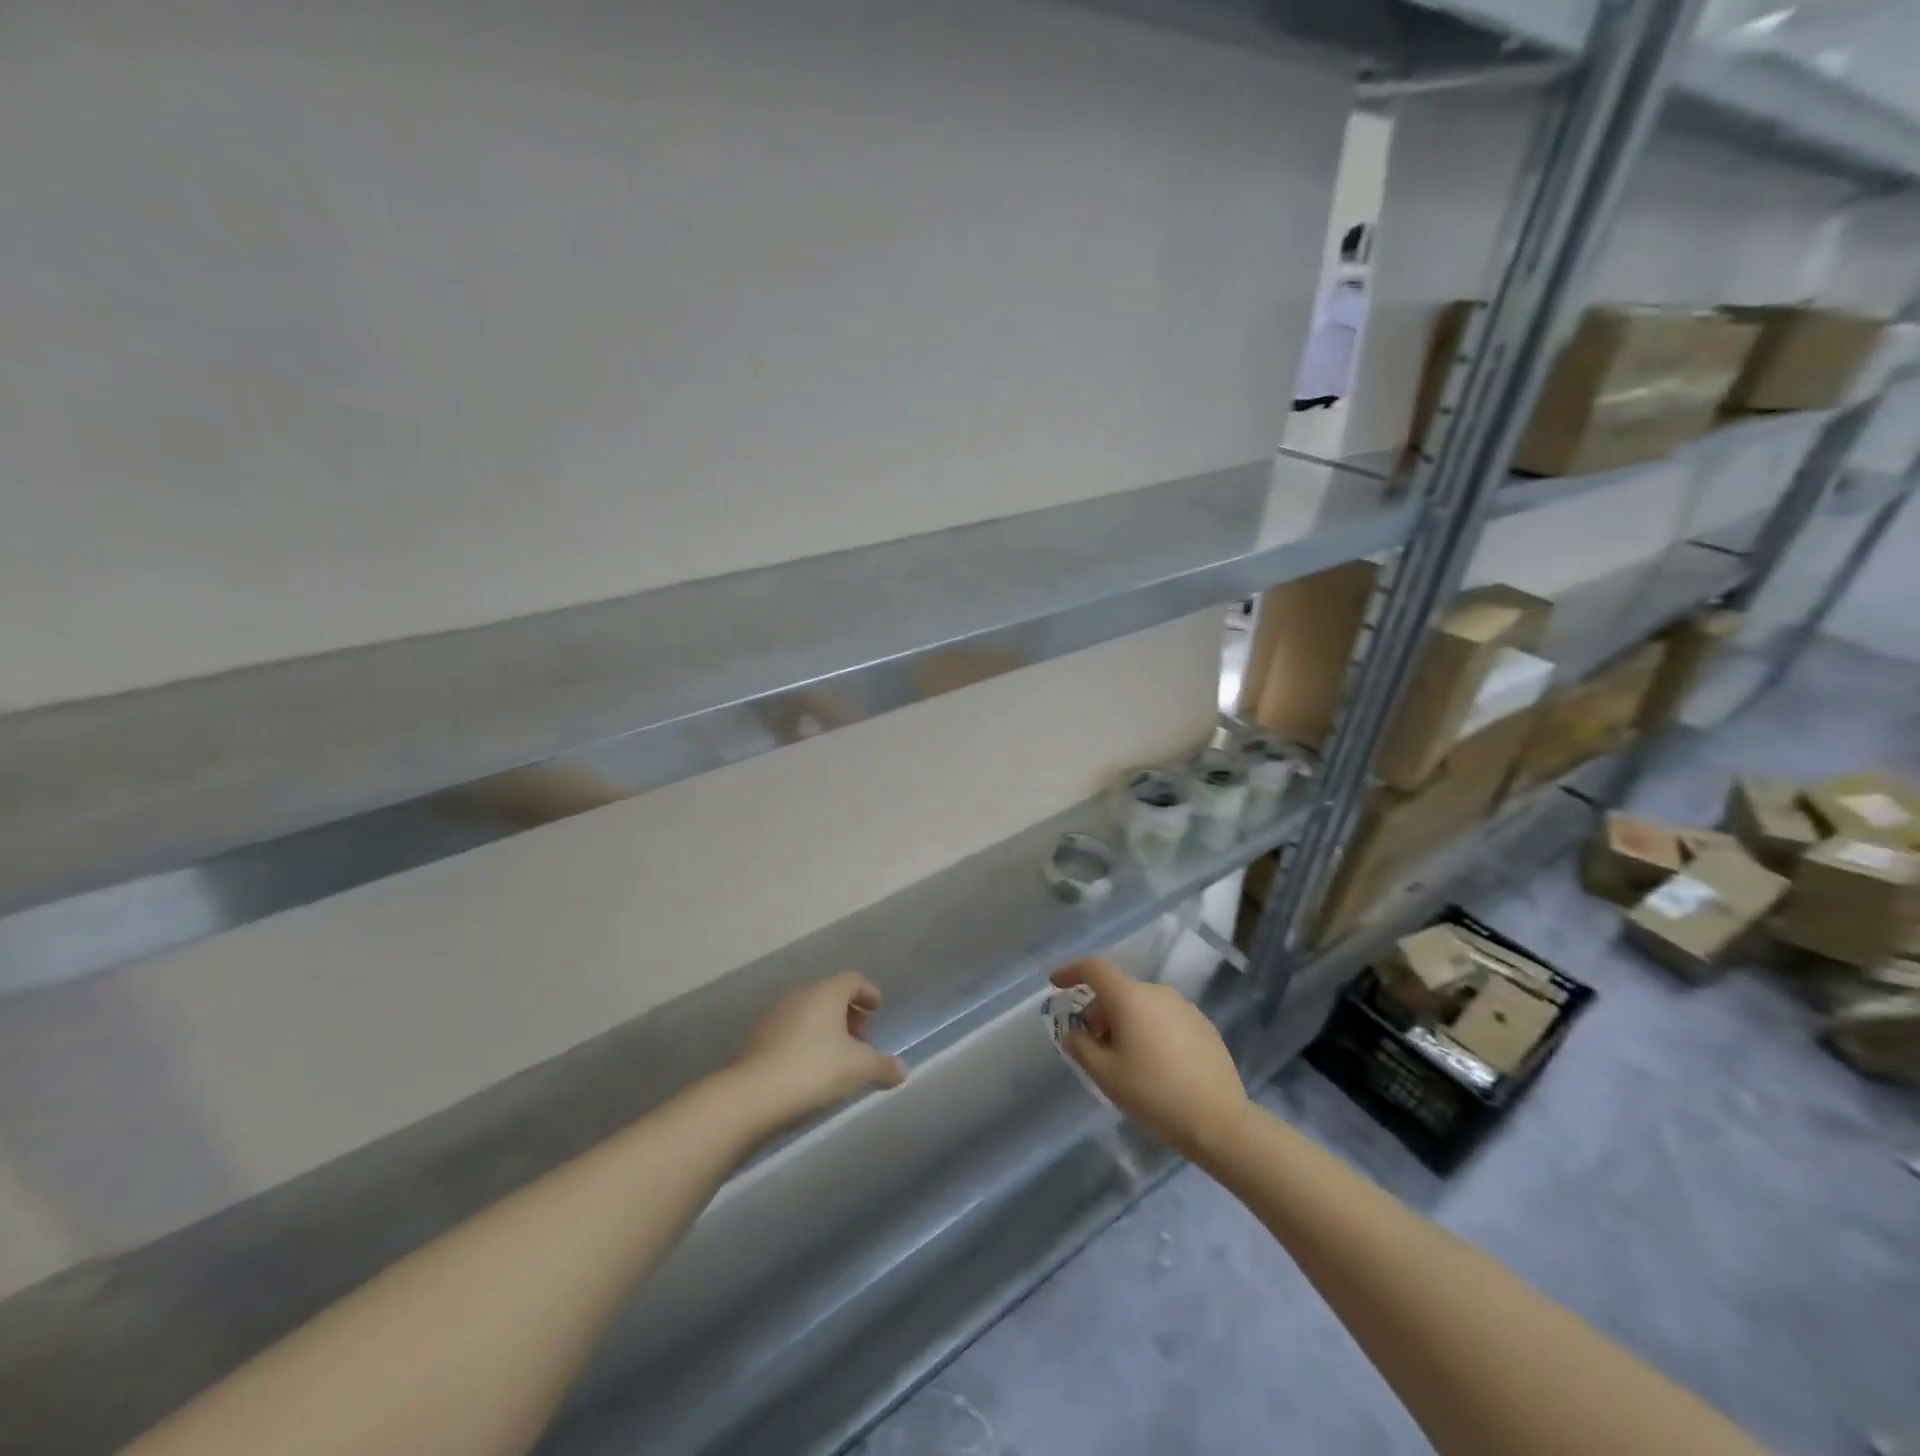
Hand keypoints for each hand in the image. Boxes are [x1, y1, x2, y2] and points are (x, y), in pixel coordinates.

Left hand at [734, 972, 907, 1122]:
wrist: (753, 1094)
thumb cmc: (814, 1069)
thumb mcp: (859, 1069)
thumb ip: (883, 1066)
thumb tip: (902, 1070)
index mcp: (826, 992)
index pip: (853, 980)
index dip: (868, 992)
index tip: (877, 1009)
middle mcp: (801, 994)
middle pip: (830, 994)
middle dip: (848, 1012)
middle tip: (861, 1037)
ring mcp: (776, 1014)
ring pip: (809, 1012)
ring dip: (826, 1027)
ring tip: (837, 1055)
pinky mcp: (759, 1037)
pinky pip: (791, 1029)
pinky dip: (806, 1040)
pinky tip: (810, 1066)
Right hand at [1049, 958, 1248, 1156]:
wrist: (1218, 1121)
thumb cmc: (1153, 1093)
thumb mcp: (1106, 1075)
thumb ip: (1081, 1047)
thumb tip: (1074, 1033)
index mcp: (1130, 997)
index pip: (1094, 968)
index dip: (1071, 971)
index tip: (1056, 983)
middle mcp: (1157, 992)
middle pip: (1117, 991)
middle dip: (1099, 1013)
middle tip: (1095, 1049)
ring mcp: (1184, 1007)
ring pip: (1142, 1005)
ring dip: (1126, 1023)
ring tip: (1127, 1061)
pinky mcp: (1203, 1025)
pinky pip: (1165, 1018)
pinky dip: (1151, 1031)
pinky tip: (1157, 1066)